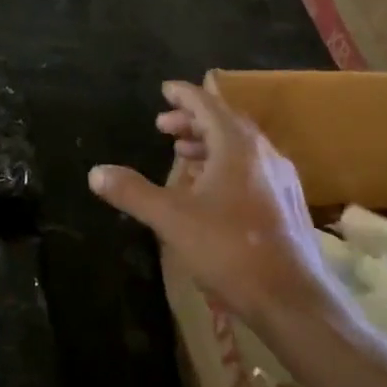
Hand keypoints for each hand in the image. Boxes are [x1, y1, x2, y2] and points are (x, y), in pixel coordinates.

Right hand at [89, 80, 336, 329]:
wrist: (291, 297)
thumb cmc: (228, 249)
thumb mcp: (171, 219)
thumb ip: (133, 192)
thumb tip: (96, 172)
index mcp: (237, 147)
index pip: (208, 105)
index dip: (184, 95)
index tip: (165, 89)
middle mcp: (264, 154)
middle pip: (226, 123)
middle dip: (193, 120)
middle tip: (163, 126)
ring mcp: (281, 179)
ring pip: (241, 147)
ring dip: (209, 143)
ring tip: (182, 153)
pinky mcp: (287, 203)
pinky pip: (252, 168)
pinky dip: (226, 165)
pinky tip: (211, 189)